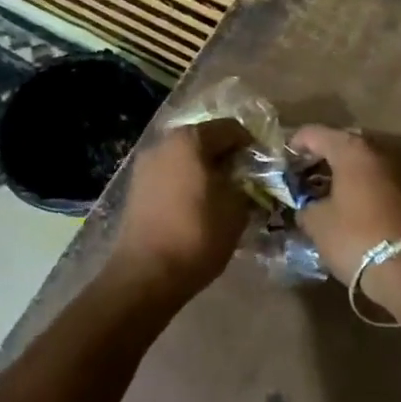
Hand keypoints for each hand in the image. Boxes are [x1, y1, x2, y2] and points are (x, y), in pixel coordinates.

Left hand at [109, 121, 250, 303]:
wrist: (146, 274)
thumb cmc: (197, 234)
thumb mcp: (236, 209)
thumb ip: (245, 184)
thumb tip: (245, 178)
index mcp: (190, 140)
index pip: (230, 128)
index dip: (251, 143)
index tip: (264, 165)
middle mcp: (164, 143)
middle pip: (204, 139)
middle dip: (226, 156)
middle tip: (246, 179)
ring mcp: (146, 165)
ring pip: (185, 158)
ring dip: (205, 169)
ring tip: (223, 194)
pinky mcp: (136, 187)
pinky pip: (170, 175)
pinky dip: (187, 182)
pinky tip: (199, 205)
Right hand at [290, 126, 400, 285]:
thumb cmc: (355, 237)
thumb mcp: (317, 223)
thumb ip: (305, 206)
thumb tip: (306, 207)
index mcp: (351, 151)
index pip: (315, 133)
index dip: (294, 144)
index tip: (282, 162)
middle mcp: (376, 152)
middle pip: (341, 144)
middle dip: (319, 157)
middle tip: (300, 176)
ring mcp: (396, 170)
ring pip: (360, 162)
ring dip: (340, 172)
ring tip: (320, 192)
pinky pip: (373, 179)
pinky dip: (357, 185)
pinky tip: (344, 205)